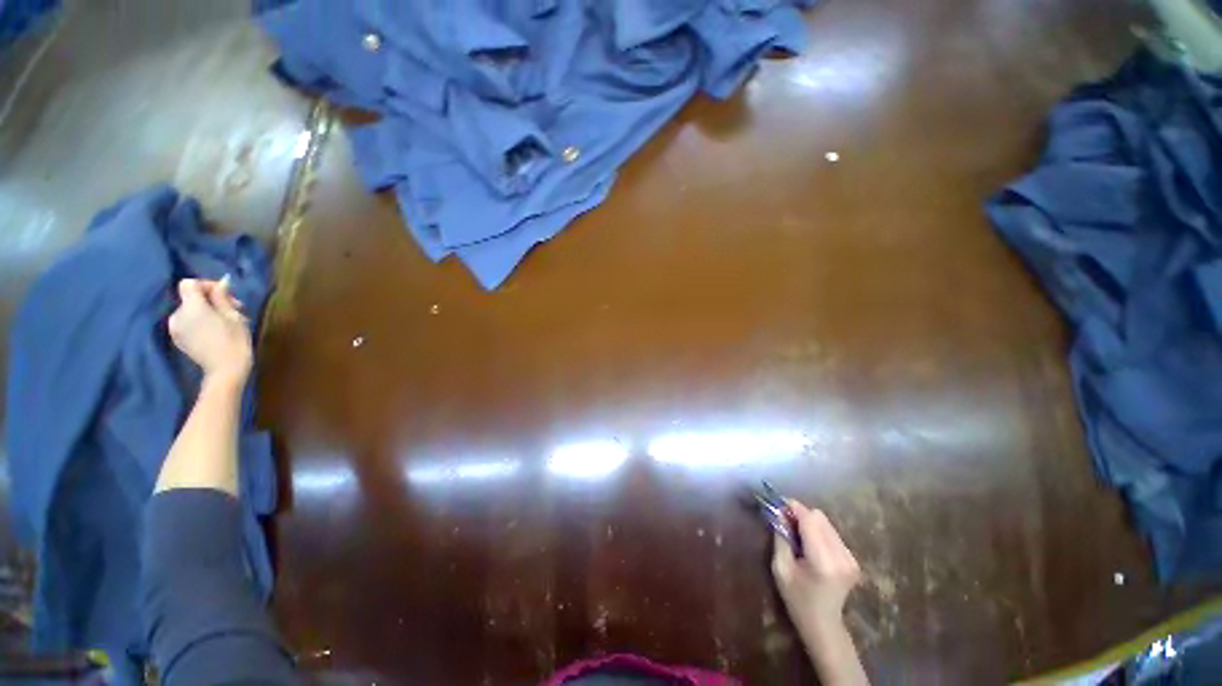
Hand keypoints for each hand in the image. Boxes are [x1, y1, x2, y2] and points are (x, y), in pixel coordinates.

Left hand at [168, 278, 252, 386]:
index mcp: (191, 307)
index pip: (189, 284)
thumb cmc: (234, 341)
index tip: (225, 294)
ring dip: (205, 311)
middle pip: (189, 298)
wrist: (226, 370)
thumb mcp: (233, 316)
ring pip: (189, 311)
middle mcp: (177, 315)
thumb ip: (222, 298)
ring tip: (224, 322)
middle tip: (232, 309)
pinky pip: (187, 323)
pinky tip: (214, 331)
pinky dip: (199, 322)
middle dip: (209, 300)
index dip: (206, 285)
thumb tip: (220, 284)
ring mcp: (175, 329)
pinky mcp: (178, 339)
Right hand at [772, 500, 861, 635]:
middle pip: (820, 517)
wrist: (823, 625)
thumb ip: (781, 537)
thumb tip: (779, 512)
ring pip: (826, 523)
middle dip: (800, 515)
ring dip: (810, 523)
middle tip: (785, 522)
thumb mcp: (780, 568)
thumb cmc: (797, 599)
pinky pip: (832, 533)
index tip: (778, 506)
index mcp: (823, 561)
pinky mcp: (853, 559)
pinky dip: (818, 532)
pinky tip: (810, 545)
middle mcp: (841, 556)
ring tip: (797, 535)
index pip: (810, 520)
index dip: (794, 508)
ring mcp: (851, 558)